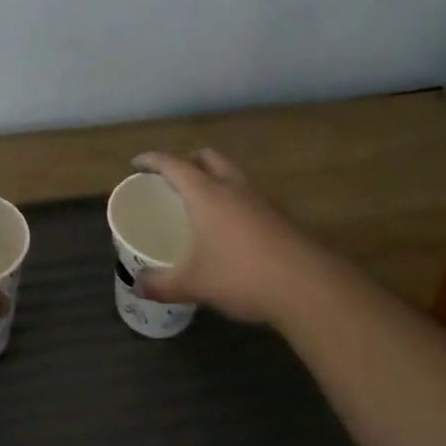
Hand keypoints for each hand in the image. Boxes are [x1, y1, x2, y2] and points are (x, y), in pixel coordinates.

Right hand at [130, 150, 327, 323]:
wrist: (307, 286)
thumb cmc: (241, 275)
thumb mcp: (193, 283)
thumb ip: (161, 284)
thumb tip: (137, 287)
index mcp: (206, 193)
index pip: (173, 164)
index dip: (152, 160)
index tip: (137, 164)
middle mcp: (233, 187)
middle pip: (208, 157)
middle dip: (188, 160)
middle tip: (172, 177)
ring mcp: (260, 200)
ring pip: (232, 174)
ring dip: (214, 176)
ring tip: (200, 199)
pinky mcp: (279, 217)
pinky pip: (248, 195)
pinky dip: (233, 199)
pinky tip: (229, 226)